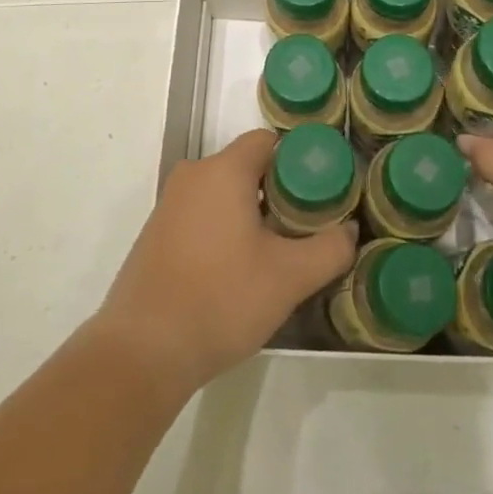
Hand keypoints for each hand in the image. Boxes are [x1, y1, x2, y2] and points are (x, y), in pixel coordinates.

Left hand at [94, 129, 354, 397]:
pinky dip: (224, 230)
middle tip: (305, 230)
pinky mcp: (156, 233)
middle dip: (279, 193)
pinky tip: (237, 272)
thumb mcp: (289, 278)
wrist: (143, 351)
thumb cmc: (221, 299)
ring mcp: (170, 204)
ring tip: (276, 254)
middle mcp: (193, 175)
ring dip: (251, 214)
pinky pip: (202, 215)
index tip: (321, 196)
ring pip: (224, 193)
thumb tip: (349, 230)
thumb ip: (330, 248)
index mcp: (223, 170)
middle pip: (247, 167)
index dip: (299, 162)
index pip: (269, 142)